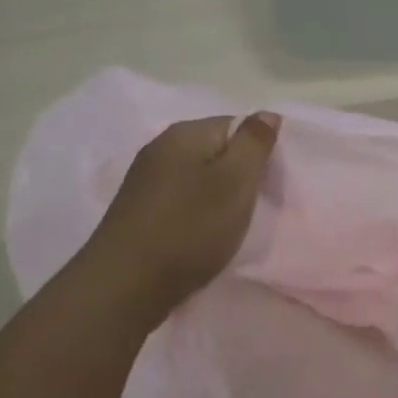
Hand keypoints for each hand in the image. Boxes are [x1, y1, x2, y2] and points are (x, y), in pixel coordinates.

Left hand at [87, 113, 280, 313]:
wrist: (127, 284)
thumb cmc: (190, 227)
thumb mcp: (235, 181)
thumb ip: (254, 144)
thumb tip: (266, 113)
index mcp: (184, 134)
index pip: (235, 125)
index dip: (258, 151)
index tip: (269, 184)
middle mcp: (159, 148)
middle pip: (214, 151)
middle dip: (238, 175)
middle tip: (254, 206)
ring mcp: (144, 181)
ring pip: (197, 178)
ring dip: (217, 197)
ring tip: (230, 225)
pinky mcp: (138, 212)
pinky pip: (180, 201)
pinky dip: (196, 214)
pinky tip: (202, 236)